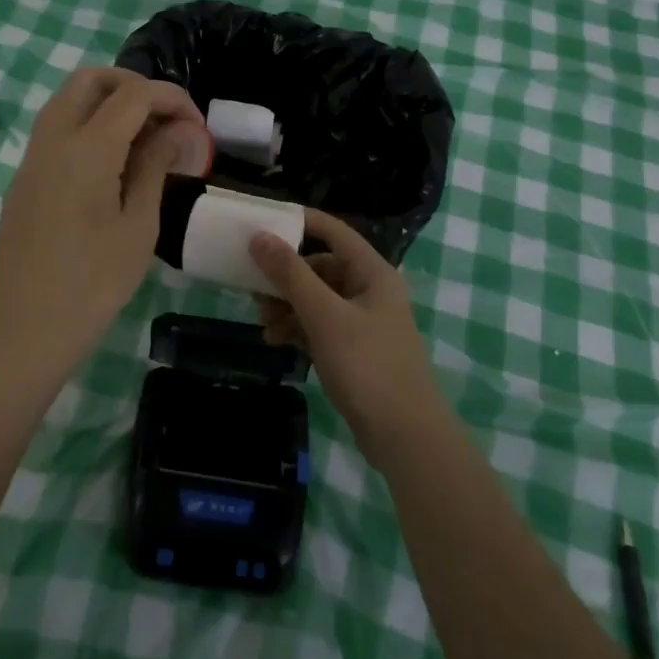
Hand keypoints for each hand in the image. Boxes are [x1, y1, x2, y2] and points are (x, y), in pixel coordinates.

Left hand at [0, 68, 210, 369]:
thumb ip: (155, 166)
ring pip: (68, 100)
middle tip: (165, 118)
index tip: (196, 126)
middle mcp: (53, 140)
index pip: (134, 94)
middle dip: (134, 86)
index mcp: (87, 149)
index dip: (171, 99)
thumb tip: (177, 131)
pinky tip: (111, 164)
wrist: (30, 326)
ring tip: (142, 139)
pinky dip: (87, 125)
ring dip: (108, 102)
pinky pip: (55, 130)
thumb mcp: (139, 224)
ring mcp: (32, 158)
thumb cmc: (96, 281)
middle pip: (91, 79)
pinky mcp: (23, 178)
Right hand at [250, 210, 446, 462]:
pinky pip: (320, 325)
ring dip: (288, 304)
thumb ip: (291, 274)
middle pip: (321, 266)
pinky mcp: (356, 350)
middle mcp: (370, 290)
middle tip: (253, 285)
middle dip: (286, 275)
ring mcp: (364, 322)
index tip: (262, 222)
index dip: (299, 221)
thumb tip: (259, 236)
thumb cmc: (368, 366)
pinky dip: (298, 328)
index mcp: (372, 272)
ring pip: (317, 298)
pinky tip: (275, 340)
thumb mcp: (324, 316)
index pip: (334, 230)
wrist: (405, 437)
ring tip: (262, 320)